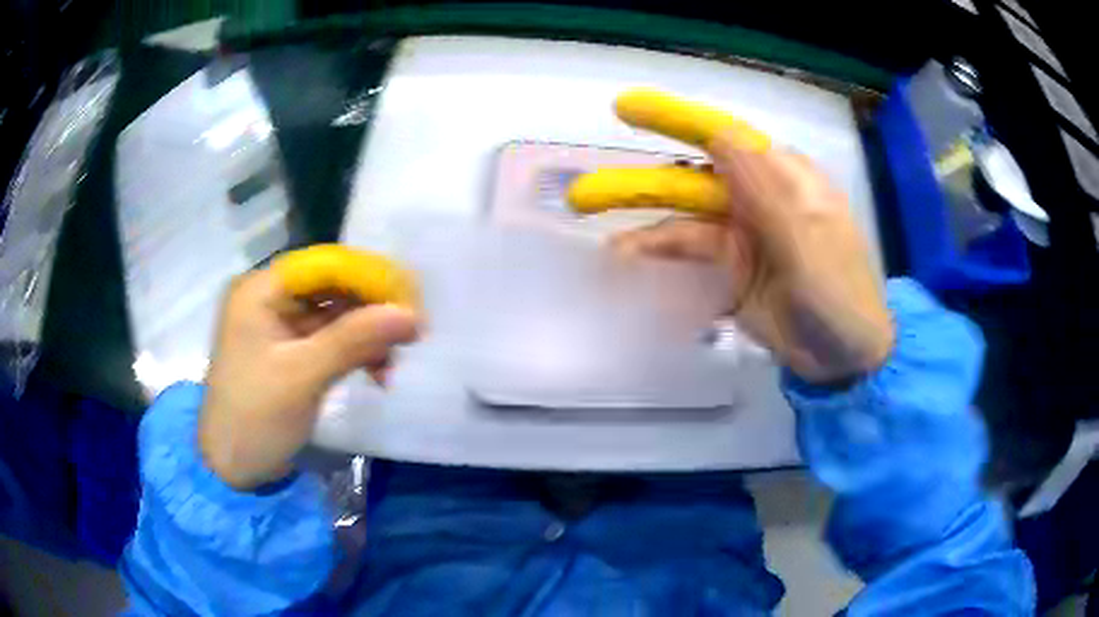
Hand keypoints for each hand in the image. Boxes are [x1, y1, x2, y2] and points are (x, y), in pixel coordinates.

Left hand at [198, 270, 419, 489]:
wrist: (232, 469)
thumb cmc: (255, 418)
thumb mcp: (303, 377)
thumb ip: (354, 340)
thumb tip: (411, 315)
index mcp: (261, 291)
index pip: (324, 264)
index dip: (368, 277)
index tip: (410, 301)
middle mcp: (271, 299)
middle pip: (332, 287)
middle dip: (372, 309)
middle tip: (411, 333)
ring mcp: (281, 326)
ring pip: (336, 314)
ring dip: (368, 335)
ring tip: (393, 364)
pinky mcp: (291, 353)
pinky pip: (332, 339)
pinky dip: (357, 352)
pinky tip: (378, 373)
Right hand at [612, 133, 892, 383]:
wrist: (846, 362)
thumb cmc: (841, 298)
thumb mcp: (809, 245)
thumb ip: (768, 194)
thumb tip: (721, 135)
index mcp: (783, 182)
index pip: (724, 140)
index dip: (675, 121)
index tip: (626, 108)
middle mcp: (756, 203)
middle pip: (690, 185)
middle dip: (638, 187)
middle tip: (583, 195)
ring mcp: (741, 240)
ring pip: (683, 229)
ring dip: (644, 238)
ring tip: (606, 255)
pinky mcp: (731, 275)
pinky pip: (690, 268)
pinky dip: (663, 275)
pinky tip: (634, 278)